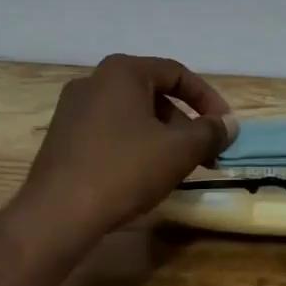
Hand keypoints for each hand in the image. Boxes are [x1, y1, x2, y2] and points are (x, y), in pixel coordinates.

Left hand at [13, 54, 236, 244]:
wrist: (57, 214)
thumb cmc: (124, 170)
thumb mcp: (179, 151)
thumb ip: (209, 132)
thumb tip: (228, 124)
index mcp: (122, 71)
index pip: (177, 74)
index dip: (208, 99)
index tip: (225, 127)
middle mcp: (94, 80)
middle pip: (153, 93)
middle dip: (184, 122)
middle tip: (204, 152)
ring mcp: (72, 108)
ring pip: (131, 114)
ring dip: (161, 135)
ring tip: (177, 167)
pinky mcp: (62, 136)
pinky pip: (109, 131)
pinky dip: (134, 144)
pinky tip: (142, 174)